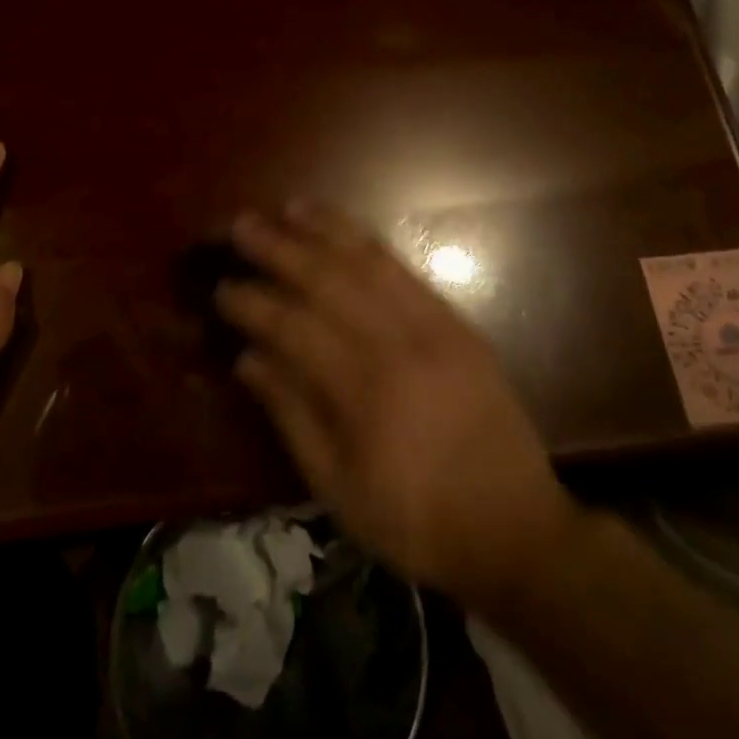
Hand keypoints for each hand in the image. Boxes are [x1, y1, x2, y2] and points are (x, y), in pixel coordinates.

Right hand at [216, 202, 578, 607]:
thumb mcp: (338, 489)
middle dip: (279, 248)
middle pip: (326, 280)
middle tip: (242, 224)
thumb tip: (247, 358)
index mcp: (363, 392)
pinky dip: (370, 244)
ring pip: (367, 262)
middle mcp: (396, 344)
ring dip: (325, 230)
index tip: (222, 286)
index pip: (292, 327)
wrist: (517, 530)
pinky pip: (405, 271)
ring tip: (290, 207)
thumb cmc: (416, 521)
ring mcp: (433, 327)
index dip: (252, 303)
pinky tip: (346, 231)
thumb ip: (290, 415)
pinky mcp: (457, 323)